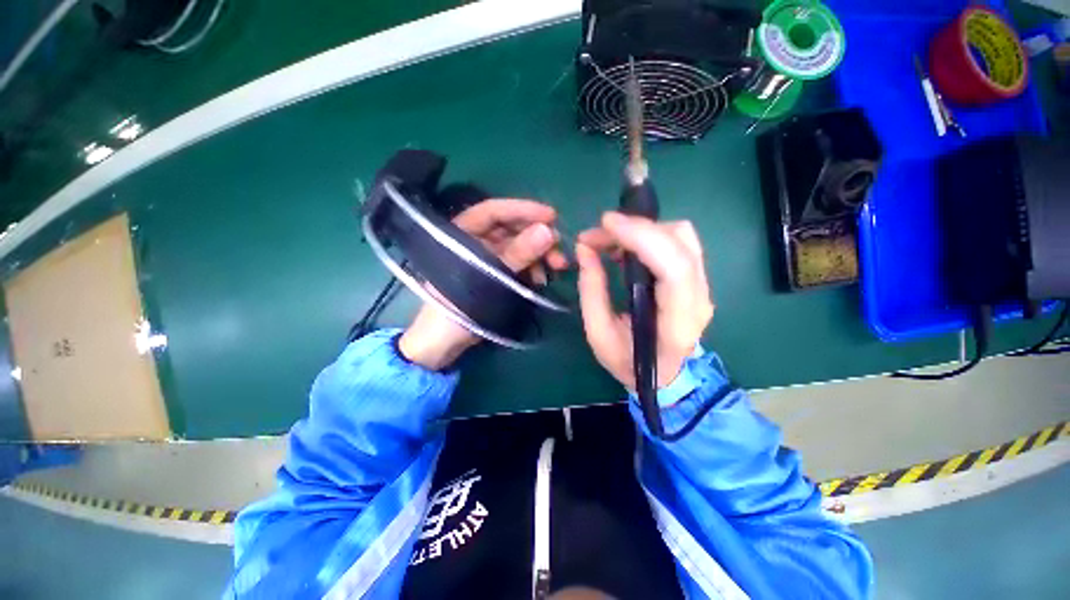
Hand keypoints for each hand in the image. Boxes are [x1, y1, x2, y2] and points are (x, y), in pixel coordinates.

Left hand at [398, 199, 567, 369]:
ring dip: (539, 254)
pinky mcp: (496, 274)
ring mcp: (487, 258)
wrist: (444, 342)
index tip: (552, 216)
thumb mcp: (489, 278)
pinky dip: (533, 268)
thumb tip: (548, 231)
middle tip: (560, 250)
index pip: (494, 211)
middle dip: (538, 236)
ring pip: (518, 247)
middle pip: (510, 229)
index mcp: (462, 233)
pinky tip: (543, 279)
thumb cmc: (457, 307)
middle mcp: (476, 241)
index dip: (523, 210)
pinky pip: (519, 264)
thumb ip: (517, 254)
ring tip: (557, 267)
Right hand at [576, 212, 713, 389]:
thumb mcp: (598, 334)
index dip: (643, 237)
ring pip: (682, 236)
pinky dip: (649, 236)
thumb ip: (591, 290)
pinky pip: (678, 244)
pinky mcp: (697, 280)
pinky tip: (625, 247)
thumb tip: (585, 249)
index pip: (674, 268)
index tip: (607, 224)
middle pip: (681, 241)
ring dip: (643, 229)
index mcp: (677, 324)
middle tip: (598, 234)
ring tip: (610, 240)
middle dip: (636, 227)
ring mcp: (703, 288)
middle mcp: (699, 300)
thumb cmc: (628, 362)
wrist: (663, 376)